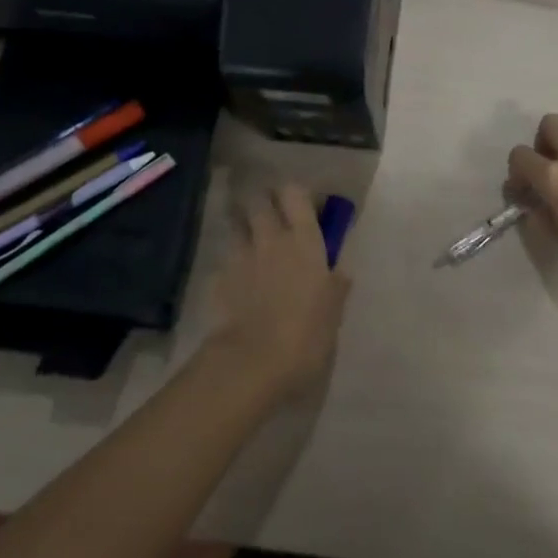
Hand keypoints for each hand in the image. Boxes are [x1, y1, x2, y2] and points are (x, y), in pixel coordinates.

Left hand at [206, 183, 350, 400]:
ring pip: (236, 224)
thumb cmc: (306, 336)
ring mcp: (240, 257)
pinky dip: (230, 265)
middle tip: (271, 215)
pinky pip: (224, 261)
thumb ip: (336, 288)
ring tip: (250, 242)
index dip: (294, 194)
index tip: (299, 203)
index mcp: (304, 241)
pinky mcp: (217, 280)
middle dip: (263, 202)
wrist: (252, 363)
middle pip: (259, 200)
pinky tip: (235, 281)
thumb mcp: (333, 314)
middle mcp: (270, 238)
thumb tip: (340, 273)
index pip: (294, 193)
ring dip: (242, 227)